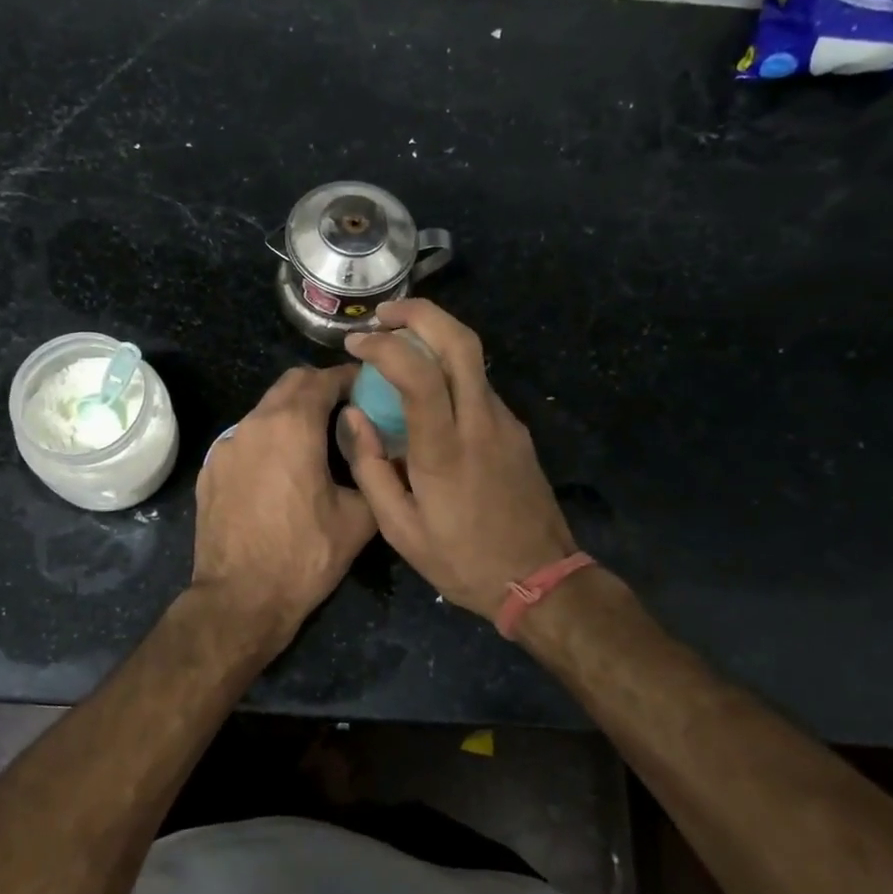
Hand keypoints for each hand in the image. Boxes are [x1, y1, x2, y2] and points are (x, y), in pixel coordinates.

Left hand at [192, 365, 377, 648]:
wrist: (240, 599)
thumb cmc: (304, 556)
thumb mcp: (358, 518)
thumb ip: (372, 471)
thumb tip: (382, 450)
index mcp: (293, 426)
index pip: (322, 379)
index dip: (349, 377)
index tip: (368, 387)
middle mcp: (254, 424)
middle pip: (289, 384)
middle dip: (319, 387)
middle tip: (346, 407)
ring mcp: (226, 446)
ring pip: (264, 411)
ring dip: (291, 413)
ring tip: (317, 440)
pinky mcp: (211, 469)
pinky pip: (245, 439)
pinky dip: (268, 440)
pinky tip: (281, 471)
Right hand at [343, 301, 574, 622]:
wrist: (541, 580)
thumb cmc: (462, 559)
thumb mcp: (399, 528)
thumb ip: (370, 467)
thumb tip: (351, 416)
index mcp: (445, 449)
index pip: (419, 373)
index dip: (384, 346)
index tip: (356, 342)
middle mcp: (481, 423)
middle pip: (461, 341)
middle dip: (421, 313)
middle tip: (384, 314)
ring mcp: (505, 423)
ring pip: (474, 358)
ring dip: (435, 337)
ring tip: (398, 347)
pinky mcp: (517, 430)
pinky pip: (479, 385)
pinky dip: (450, 370)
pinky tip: (428, 391)